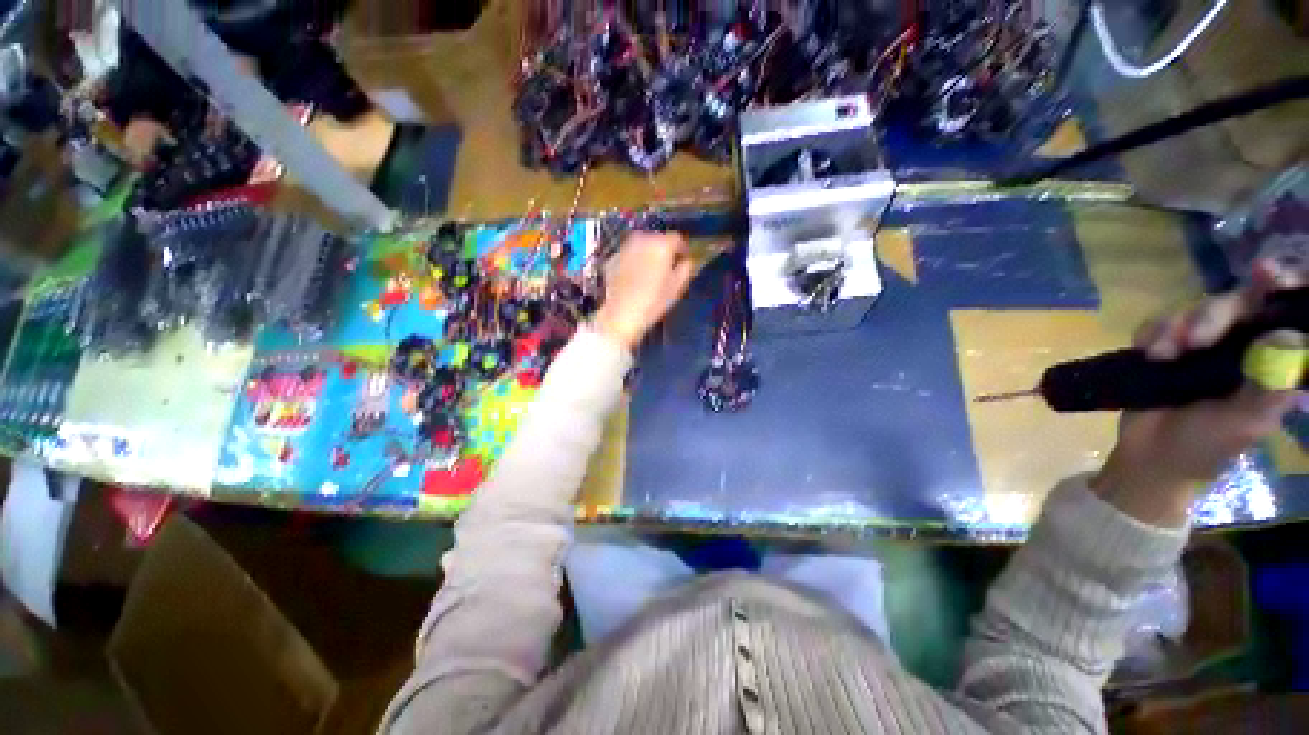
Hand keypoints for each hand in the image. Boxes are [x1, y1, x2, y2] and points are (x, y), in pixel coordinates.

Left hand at [593, 231, 692, 349]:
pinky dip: (633, 260)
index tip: (683, 258)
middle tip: (667, 265)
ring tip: (651, 270)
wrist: (622, 313)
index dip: (682, 248)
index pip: (676, 238)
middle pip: (657, 238)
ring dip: (647, 253)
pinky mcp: (612, 259)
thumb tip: (686, 261)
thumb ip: (685, 269)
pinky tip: (635, 276)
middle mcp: (642, 240)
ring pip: (641, 244)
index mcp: (661, 245)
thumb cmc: (653, 302)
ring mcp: (625, 248)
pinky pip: (628, 255)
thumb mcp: (677, 287)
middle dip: (663, 249)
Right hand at [1093, 265, 1305, 526]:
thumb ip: (1272, 385)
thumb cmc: (1206, 446)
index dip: (1277, 289)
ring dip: (1176, 327)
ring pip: (1195, 310)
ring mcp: (1200, 347)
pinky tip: (1148, 353)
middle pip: (1235, 304)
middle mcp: (1239, 346)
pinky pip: (1159, 323)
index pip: (1280, 313)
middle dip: (1213, 315)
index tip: (1265, 274)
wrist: (1149, 457)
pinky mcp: (1164, 348)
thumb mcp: (1247, 422)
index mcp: (1268, 361)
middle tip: (1194, 341)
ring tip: (1161, 356)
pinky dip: (1152, 332)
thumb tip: (1286, 336)